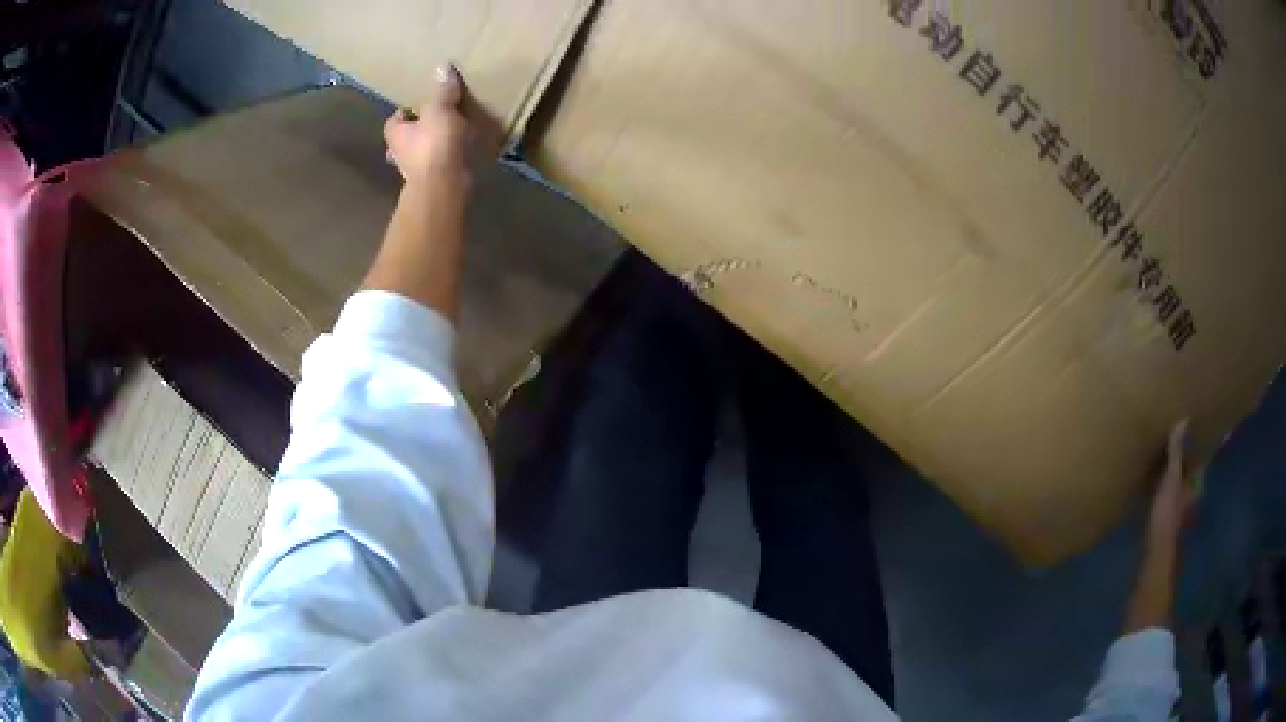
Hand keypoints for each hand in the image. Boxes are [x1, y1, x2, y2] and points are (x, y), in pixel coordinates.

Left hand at [383, 64, 471, 189]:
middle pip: (404, 138)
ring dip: (428, 147)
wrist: (444, 184)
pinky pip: (435, 165)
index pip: (394, 120)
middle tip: (433, 121)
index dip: (406, 112)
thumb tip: (443, 66)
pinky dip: (443, 159)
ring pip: (418, 154)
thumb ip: (442, 91)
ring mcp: (413, 171)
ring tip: (448, 136)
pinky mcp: (430, 182)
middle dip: (416, 132)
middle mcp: (398, 153)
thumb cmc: (434, 143)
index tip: (421, 105)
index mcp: (395, 133)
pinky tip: (458, 153)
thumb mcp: (440, 109)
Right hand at [1124, 419, 1196, 631]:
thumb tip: (1184, 419)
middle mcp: (1191, 497)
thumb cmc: (1167, 520)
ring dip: (1171, 477)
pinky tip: (1149, 490)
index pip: (1199, 458)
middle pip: (1188, 473)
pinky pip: (1165, 501)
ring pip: (1177, 488)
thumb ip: (1176, 455)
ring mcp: (1178, 514)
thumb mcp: (1170, 483)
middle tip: (1171, 439)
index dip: (1195, 444)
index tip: (1190, 428)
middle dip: (1182, 460)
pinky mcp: (1165, 527)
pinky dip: (1160, 492)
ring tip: (1158, 461)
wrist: (1154, 565)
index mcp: (1196, 485)